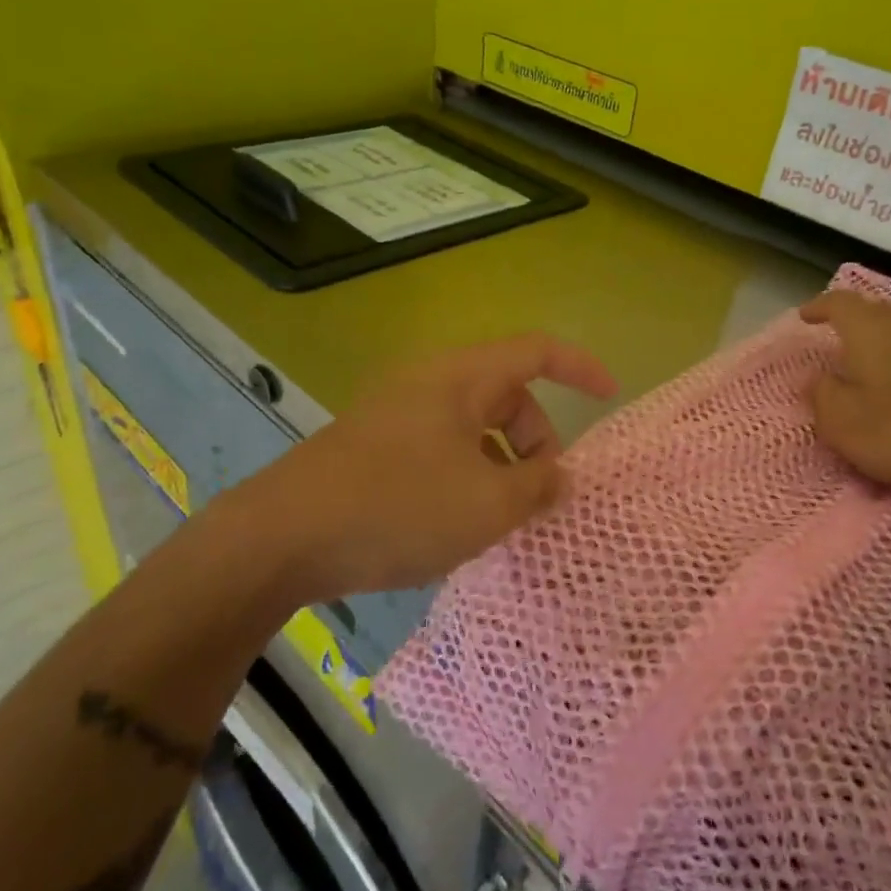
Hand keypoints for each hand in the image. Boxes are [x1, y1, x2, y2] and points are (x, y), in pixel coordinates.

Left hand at [240, 333, 617, 600]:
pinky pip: (442, 449)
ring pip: (474, 428)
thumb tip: (562, 477)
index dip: (580, 367)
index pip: (536, 352)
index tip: (610, 396)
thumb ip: (538, 487)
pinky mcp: (375, 448)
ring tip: (501, 518)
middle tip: (542, 494)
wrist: (280, 539)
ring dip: (501, 465)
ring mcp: (397, 416)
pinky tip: (457, 524)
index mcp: (460, 379)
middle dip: (537, 439)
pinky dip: (467, 476)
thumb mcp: (486, 504)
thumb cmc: (398, 508)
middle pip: (507, 395)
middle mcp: (429, 384)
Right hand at [801, 291, 890, 500]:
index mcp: (869, 332)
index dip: (820, 306)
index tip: (805, 316)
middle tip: (831, 333)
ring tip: (861, 355)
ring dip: (876, 335)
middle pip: (872, 309)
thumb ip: (821, 395)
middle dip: (849, 317)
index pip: (840, 303)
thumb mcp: (842, 423)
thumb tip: (815, 378)